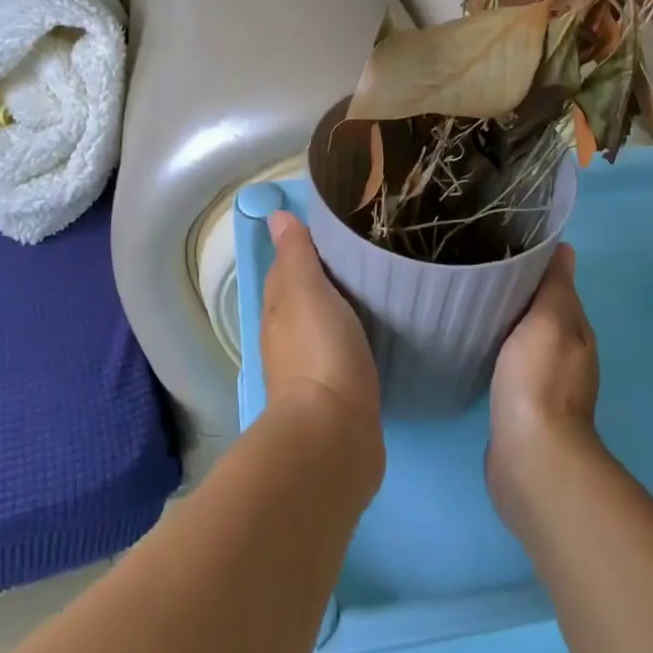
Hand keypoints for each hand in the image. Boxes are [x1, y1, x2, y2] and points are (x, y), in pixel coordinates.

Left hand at [261, 211, 381, 452]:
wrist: (334, 435)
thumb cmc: (319, 350)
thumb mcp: (305, 290)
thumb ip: (295, 254)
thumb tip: (274, 216)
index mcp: (278, 307)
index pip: (287, 265)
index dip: (307, 245)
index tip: (340, 226)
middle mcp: (287, 335)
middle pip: (306, 294)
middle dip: (328, 275)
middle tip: (367, 251)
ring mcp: (311, 366)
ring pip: (325, 322)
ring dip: (343, 306)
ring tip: (378, 285)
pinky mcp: (337, 392)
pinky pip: (344, 349)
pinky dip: (355, 334)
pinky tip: (377, 330)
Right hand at [486, 244, 601, 530]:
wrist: (530, 458)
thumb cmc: (539, 380)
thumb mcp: (550, 320)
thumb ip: (555, 286)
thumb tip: (565, 248)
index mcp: (576, 330)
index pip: (555, 285)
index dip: (532, 265)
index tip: (499, 245)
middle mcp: (566, 354)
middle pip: (539, 311)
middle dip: (515, 292)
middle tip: (476, 267)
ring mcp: (544, 383)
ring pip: (523, 337)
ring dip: (505, 321)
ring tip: (470, 300)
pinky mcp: (521, 406)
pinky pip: (508, 364)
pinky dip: (496, 349)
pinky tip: (475, 343)